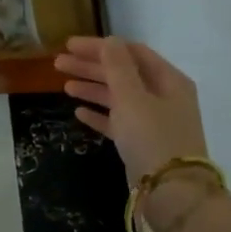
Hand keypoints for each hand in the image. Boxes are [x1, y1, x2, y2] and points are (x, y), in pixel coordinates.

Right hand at [55, 36, 211, 231]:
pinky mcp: (142, 143)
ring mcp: (153, 121)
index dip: (100, 46)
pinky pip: (118, 122)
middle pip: (123, 74)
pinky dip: (99, 114)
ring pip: (118, 97)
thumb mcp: (132, 97)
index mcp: (168, 80)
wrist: (171, 192)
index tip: (70, 45)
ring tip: (64, 86)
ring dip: (92, 89)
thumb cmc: (152, 137)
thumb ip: (117, 66)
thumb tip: (110, 40)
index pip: (130, 52)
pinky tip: (79, 112)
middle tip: (59, 63)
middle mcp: (163, 96)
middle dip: (91, 67)